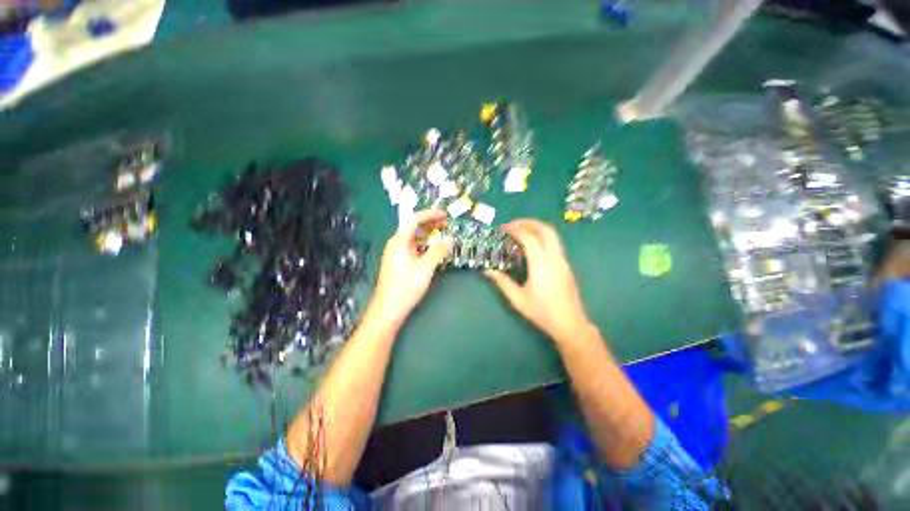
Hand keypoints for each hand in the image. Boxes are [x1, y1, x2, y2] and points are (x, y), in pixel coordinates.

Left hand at [368, 210, 451, 327]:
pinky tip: (434, 250)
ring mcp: (397, 254)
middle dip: (431, 224)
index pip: (415, 219)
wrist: (388, 309)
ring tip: (443, 235)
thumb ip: (438, 251)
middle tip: (446, 224)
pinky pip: (414, 248)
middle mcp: (397, 244)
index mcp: (399, 241)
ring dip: (429, 235)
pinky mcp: (399, 263)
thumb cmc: (405, 287)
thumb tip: (450, 239)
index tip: (444, 214)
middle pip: (414, 227)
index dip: (430, 214)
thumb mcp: (425, 267)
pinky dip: (425, 246)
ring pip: (415, 238)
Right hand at [486, 219, 590, 341]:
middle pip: (546, 230)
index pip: (530, 239)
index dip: (516, 230)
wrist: (570, 324)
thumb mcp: (518, 300)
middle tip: (513, 224)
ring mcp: (563, 261)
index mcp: (542, 267)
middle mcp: (555, 259)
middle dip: (529, 222)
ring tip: (521, 230)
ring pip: (553, 235)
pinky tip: (532, 244)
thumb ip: (502, 283)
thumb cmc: (542, 313)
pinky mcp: (566, 264)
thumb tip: (487, 270)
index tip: (504, 229)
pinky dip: (542, 236)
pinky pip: (554, 243)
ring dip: (536, 228)